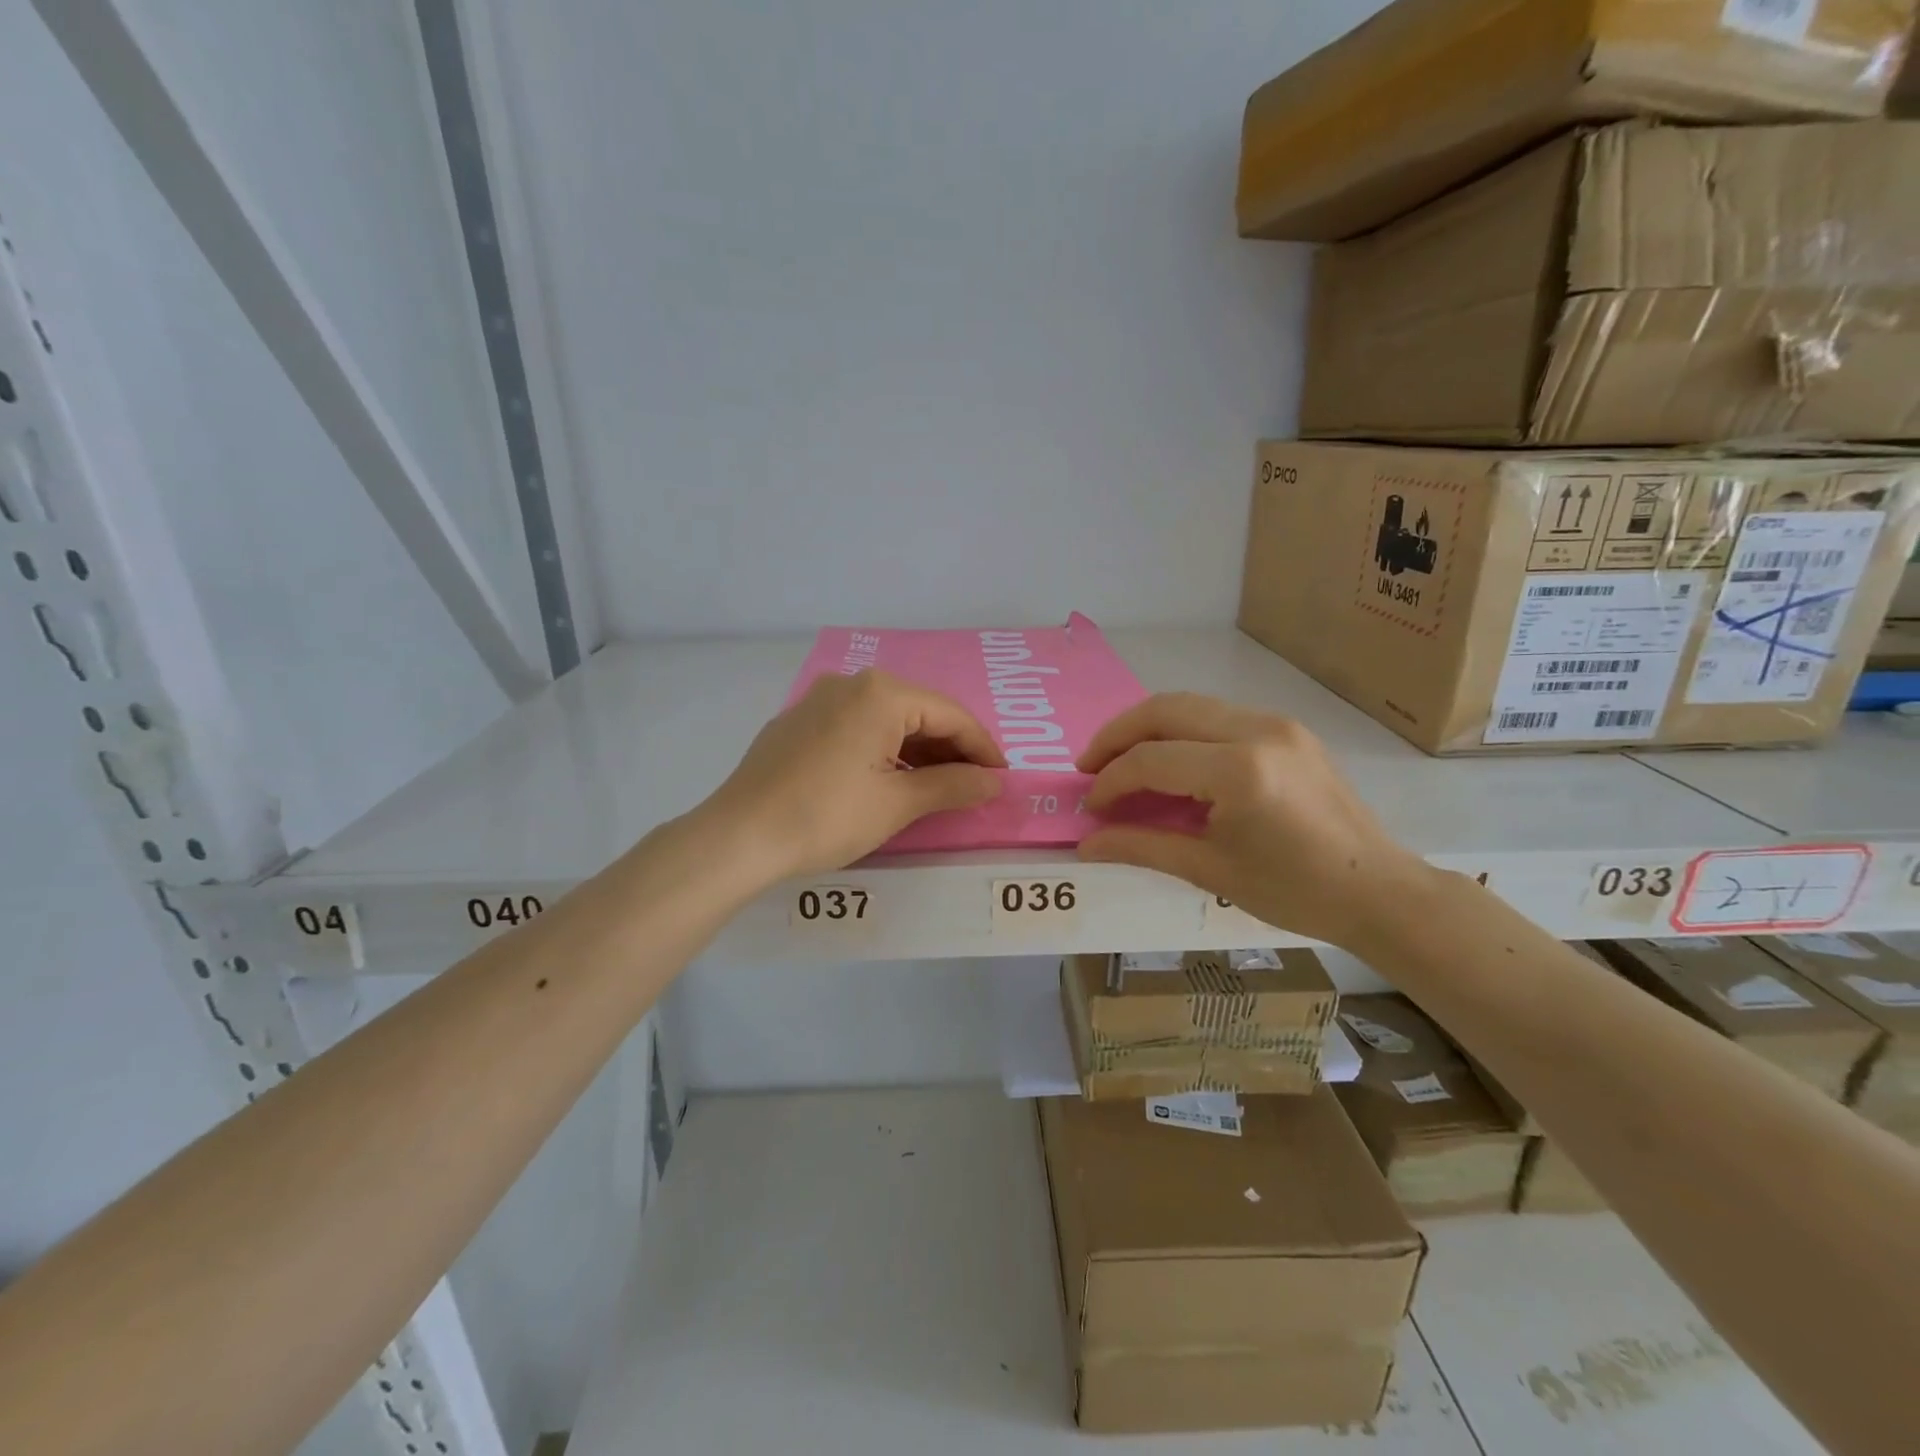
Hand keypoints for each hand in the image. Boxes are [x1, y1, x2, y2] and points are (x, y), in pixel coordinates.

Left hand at [699, 670, 1004, 880]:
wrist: (739, 837)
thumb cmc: (826, 816)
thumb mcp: (897, 804)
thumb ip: (952, 786)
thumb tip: (993, 782)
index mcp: (880, 694)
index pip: (950, 715)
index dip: (982, 748)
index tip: (1001, 778)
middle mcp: (850, 684)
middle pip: (918, 712)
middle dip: (950, 749)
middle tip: (973, 785)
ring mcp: (819, 700)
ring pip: (886, 720)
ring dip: (917, 752)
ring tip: (938, 787)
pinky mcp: (798, 723)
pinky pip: (856, 727)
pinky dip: (882, 750)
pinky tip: (890, 779)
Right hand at [1076, 693, 1432, 949]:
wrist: (1378, 890)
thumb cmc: (1295, 891)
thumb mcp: (1211, 870)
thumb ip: (1142, 847)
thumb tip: (1086, 844)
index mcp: (1239, 771)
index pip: (1151, 760)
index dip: (1110, 781)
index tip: (1090, 806)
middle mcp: (1257, 730)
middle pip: (1164, 710)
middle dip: (1117, 735)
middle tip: (1089, 765)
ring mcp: (1276, 723)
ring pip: (1189, 705)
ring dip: (1147, 727)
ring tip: (1120, 760)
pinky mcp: (1287, 728)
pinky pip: (1217, 715)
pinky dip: (1181, 730)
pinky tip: (1169, 760)